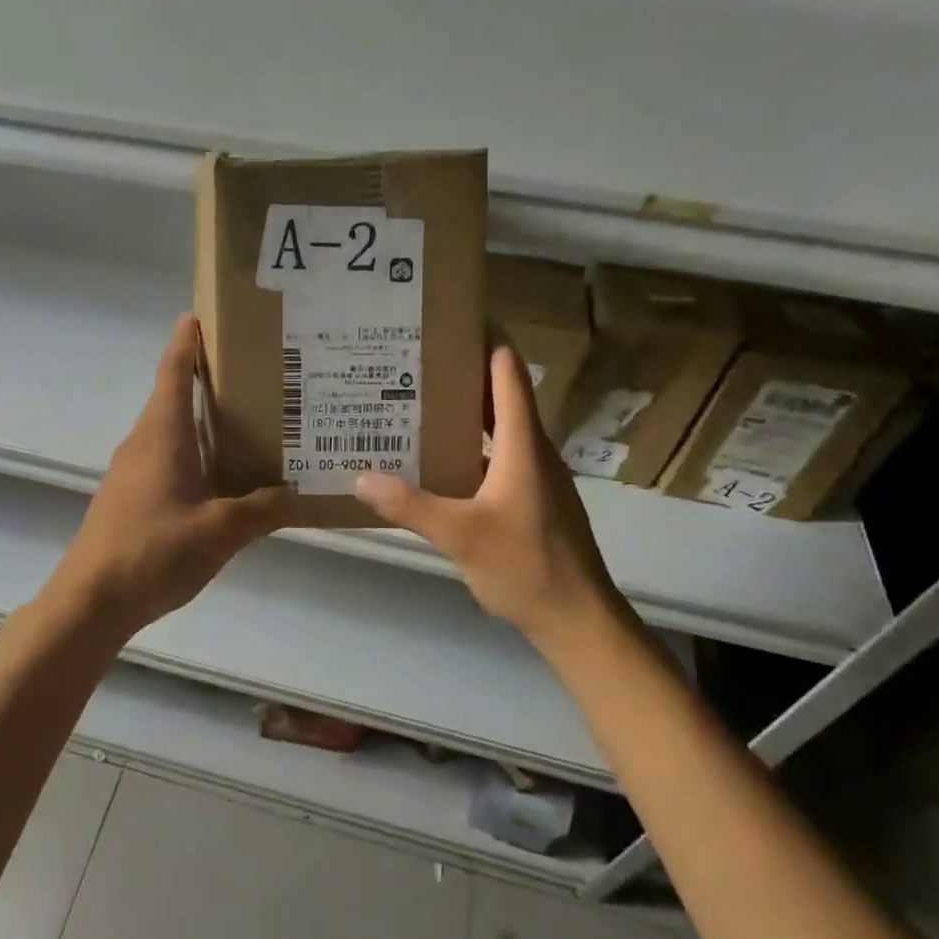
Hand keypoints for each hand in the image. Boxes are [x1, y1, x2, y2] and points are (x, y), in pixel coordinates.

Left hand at [46, 314, 295, 637]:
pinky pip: (168, 460)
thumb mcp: (220, 531)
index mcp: (162, 433)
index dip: (187, 340)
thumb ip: (262, 509)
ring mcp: (132, 470)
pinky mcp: (130, 497)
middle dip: (210, 379)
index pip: (174, 370)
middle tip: (258, 373)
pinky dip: (195, 454)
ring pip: (173, 431)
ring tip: (252, 422)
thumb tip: (296, 492)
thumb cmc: (154, 551)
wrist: (91, 601)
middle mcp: (144, 441)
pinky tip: (224, 477)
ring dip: (204, 421)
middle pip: (175, 396)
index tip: (204, 314)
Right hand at [355, 342, 624, 644]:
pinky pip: (496, 458)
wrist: (578, 620)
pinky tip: (436, 460)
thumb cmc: (527, 567)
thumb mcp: (461, 535)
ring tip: (416, 401)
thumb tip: (360, 476)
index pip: (508, 375)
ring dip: (464, 412)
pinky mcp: (530, 501)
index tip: (453, 318)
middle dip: (463, 373)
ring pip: (497, 429)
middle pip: (501, 397)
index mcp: (522, 446)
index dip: (487, 341)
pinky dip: (468, 447)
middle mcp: (532, 452)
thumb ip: (411, 505)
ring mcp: (534, 478)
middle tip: (414, 359)